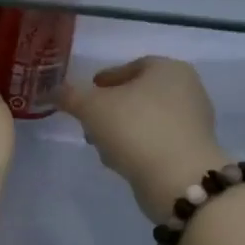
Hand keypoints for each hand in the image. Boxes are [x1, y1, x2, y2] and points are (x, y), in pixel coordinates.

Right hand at [59, 57, 224, 222]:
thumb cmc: (135, 129)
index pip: (131, 66)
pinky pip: (157, 141)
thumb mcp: (92, 108)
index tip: (87, 93)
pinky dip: (138, 147)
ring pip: (147, 119)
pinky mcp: (192, 150)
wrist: (178, 178)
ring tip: (101, 146)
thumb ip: (69, 96)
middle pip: (139, 94)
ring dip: (122, 130)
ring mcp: (193, 122)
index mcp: (168, 69)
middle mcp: (187, 89)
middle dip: (112, 108)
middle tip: (89, 122)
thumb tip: (51, 91)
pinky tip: (121, 160)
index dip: (105, 79)